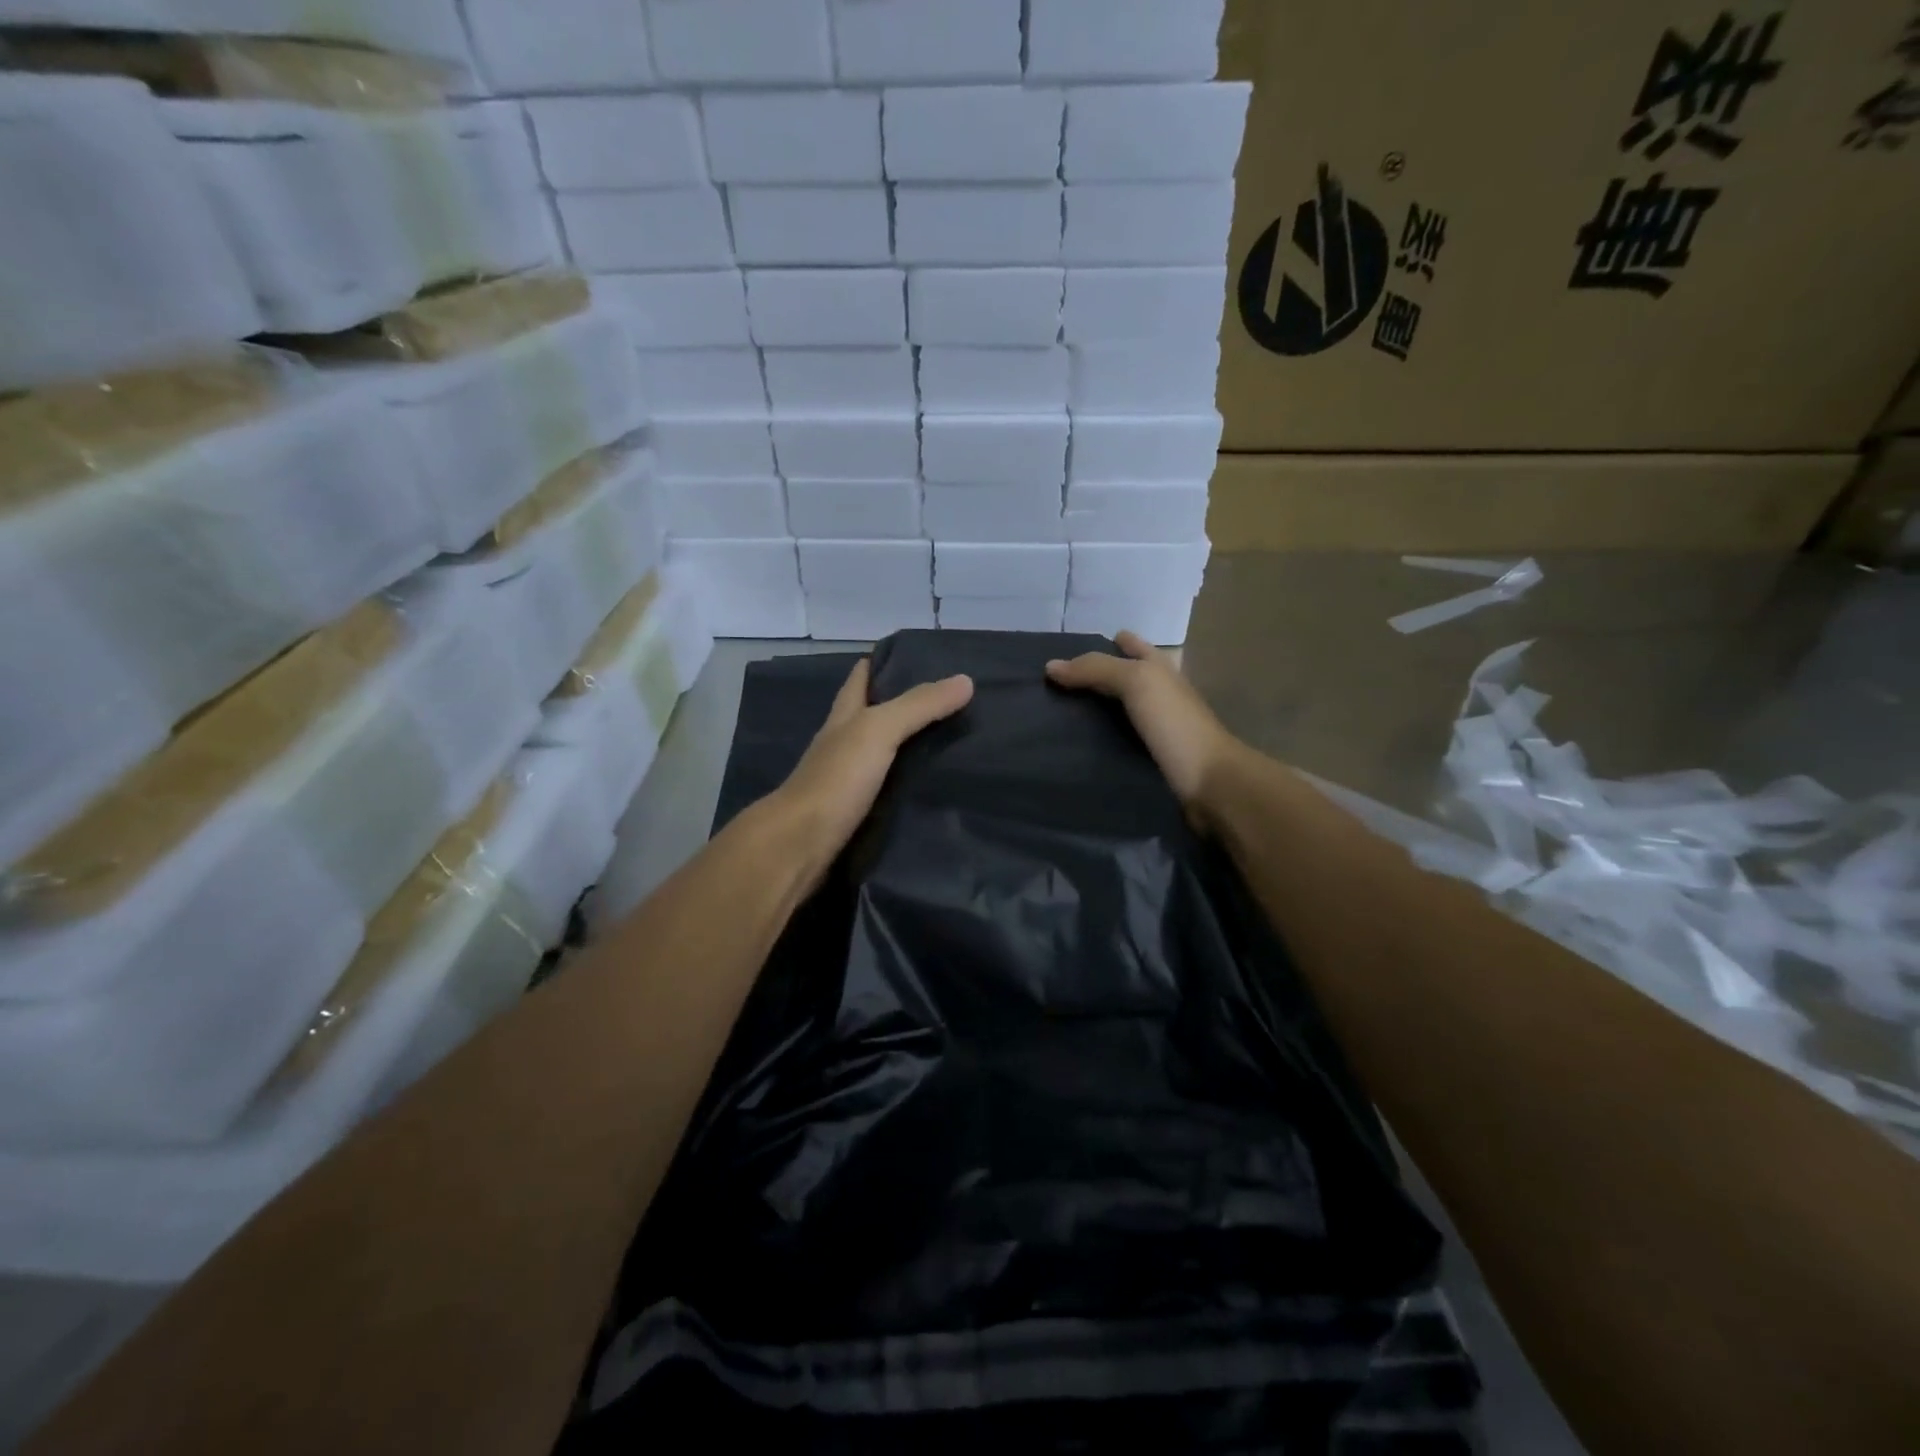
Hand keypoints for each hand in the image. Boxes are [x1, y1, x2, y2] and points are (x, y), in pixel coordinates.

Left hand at [771, 659, 973, 875]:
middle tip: (954, 702)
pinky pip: (888, 790)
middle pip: (873, 715)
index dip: (885, 663)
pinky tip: (933, 787)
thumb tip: (966, 680)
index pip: (861, 677)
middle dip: (906, 706)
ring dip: (910, 748)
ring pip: (882, 754)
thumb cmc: (835, 780)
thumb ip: (919, 706)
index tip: (923, 658)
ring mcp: (847, 781)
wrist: (801, 846)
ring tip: (955, 743)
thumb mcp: (878, 730)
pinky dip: (908, 784)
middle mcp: (842, 744)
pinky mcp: (856, 813)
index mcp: (843, 717)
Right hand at [1046, 632, 1239, 820]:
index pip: (1132, 646)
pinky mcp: (1151, 758)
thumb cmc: (1174, 723)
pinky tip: (1076, 746)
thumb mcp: (1136, 682)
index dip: (1107, 643)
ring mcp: (1157, 728)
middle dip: (1094, 676)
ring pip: (1120, 711)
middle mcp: (1160, 694)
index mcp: (1160, 670)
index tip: (1068, 652)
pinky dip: (1099, 740)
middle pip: (1124, 677)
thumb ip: (1096, 669)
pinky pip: (1119, 741)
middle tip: (1052, 684)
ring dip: (1094, 711)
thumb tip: (1051, 666)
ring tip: (1055, 714)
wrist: (1208, 782)